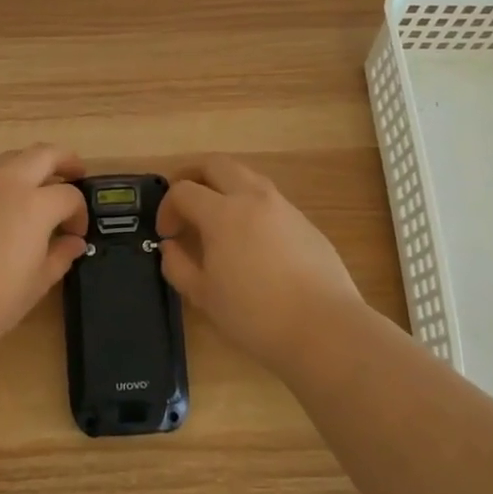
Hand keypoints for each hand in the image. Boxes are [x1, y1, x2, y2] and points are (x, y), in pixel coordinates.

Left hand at [0, 144, 88, 360]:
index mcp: (35, 204)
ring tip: (37, 189)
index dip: (80, 213)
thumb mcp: (36, 283)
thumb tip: (73, 242)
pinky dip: (2, 180)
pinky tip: (0, 205)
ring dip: (31, 166)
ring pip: (12, 158)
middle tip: (76, 174)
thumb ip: (60, 256)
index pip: (69, 195)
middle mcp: (7, 182)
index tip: (76, 233)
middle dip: (65, 160)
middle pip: (44, 153)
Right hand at [156, 155, 365, 371]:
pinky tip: (251, 239)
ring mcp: (283, 207)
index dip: (167, 207)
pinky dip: (250, 205)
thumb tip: (170, 246)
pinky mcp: (305, 222)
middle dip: (193, 176)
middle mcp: (253, 198)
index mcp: (223, 213)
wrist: (325, 329)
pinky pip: (269, 199)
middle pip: (216, 164)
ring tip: (217, 219)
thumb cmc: (255, 315)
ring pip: (246, 176)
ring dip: (224, 186)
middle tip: (184, 202)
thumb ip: (178, 266)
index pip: (184, 190)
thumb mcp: (204, 296)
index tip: (167, 234)